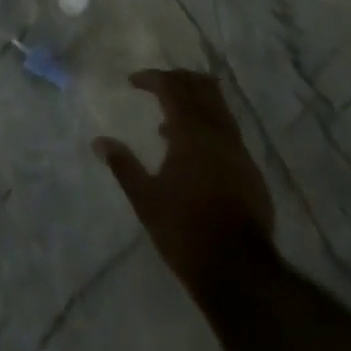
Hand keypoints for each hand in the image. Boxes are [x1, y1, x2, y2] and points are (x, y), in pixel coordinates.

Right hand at [93, 69, 274, 288]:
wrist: (240, 272)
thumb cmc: (185, 231)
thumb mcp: (145, 200)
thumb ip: (123, 165)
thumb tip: (99, 142)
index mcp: (191, 132)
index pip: (172, 87)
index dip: (152, 78)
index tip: (133, 81)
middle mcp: (218, 132)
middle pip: (201, 87)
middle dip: (178, 80)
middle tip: (156, 88)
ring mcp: (239, 150)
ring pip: (219, 107)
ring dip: (195, 104)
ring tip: (170, 124)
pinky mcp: (251, 170)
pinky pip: (228, 132)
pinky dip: (209, 128)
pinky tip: (194, 155)